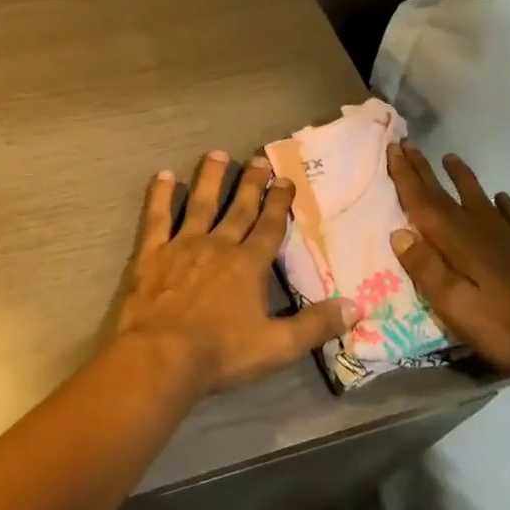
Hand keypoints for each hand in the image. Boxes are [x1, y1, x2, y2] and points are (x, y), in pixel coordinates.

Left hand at [116, 151, 356, 396]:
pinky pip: (157, 217)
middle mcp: (218, 246)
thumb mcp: (278, 346)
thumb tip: (357, 307)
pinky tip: (163, 175)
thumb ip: (316, 325)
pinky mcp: (153, 253)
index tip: (285, 180)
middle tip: (258, 158)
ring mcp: (183, 245)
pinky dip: (160, 195)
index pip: (269, 227)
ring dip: (210, 179)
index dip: (279, 203)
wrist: (161, 355)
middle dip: (250, 183)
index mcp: (249, 265)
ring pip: (200, 204)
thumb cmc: (221, 352)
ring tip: (217, 154)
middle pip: (238, 209)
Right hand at [385, 143, 509, 375]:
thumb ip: (425, 268)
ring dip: (461, 178)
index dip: (405, 175)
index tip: (392, 147)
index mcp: (457, 241)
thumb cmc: (505, 326)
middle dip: (424, 169)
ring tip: (451, 158)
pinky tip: (502, 198)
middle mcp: (481, 230)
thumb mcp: (453, 305)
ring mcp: (509, 238)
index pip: (422, 201)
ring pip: (479, 198)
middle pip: (446, 194)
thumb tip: (398, 233)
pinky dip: (504, 204)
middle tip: (407, 143)